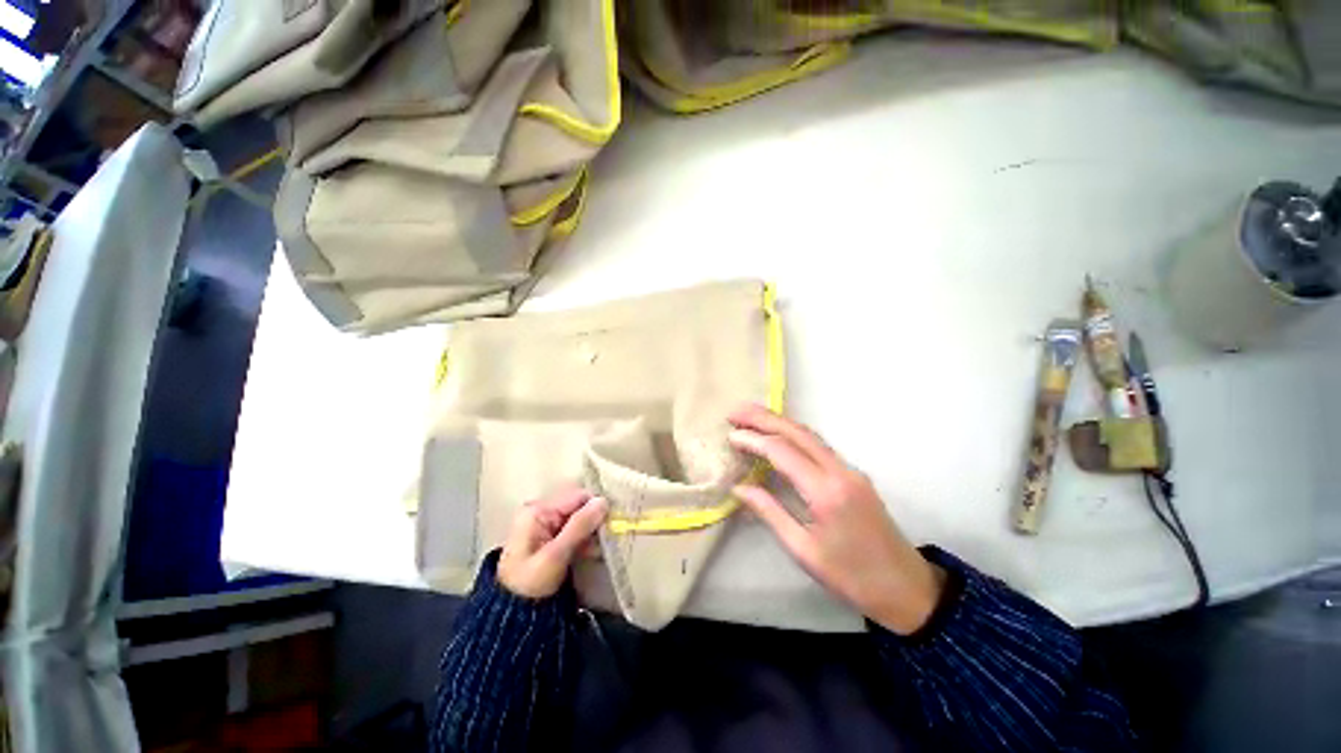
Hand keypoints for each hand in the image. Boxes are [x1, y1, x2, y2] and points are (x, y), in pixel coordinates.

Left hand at [497, 487, 608, 598]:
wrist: (513, 617)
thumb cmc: (531, 584)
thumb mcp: (555, 555)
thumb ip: (579, 526)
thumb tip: (603, 501)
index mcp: (538, 511)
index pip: (577, 496)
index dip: (596, 507)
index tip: (611, 523)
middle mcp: (542, 513)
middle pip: (578, 506)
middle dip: (594, 521)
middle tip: (606, 538)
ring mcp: (546, 526)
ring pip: (579, 519)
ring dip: (592, 532)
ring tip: (600, 549)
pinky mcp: (552, 539)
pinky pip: (575, 531)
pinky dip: (585, 540)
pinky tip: (593, 552)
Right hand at [728, 404, 945, 634]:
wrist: (906, 587)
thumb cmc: (850, 577)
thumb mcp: (803, 551)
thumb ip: (769, 513)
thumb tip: (739, 487)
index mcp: (826, 492)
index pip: (782, 452)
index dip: (753, 440)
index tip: (729, 435)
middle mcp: (840, 471)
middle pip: (797, 432)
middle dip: (764, 418)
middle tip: (735, 412)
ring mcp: (850, 470)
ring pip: (809, 435)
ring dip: (779, 422)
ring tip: (750, 416)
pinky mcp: (853, 474)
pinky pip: (818, 445)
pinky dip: (793, 434)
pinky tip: (778, 436)